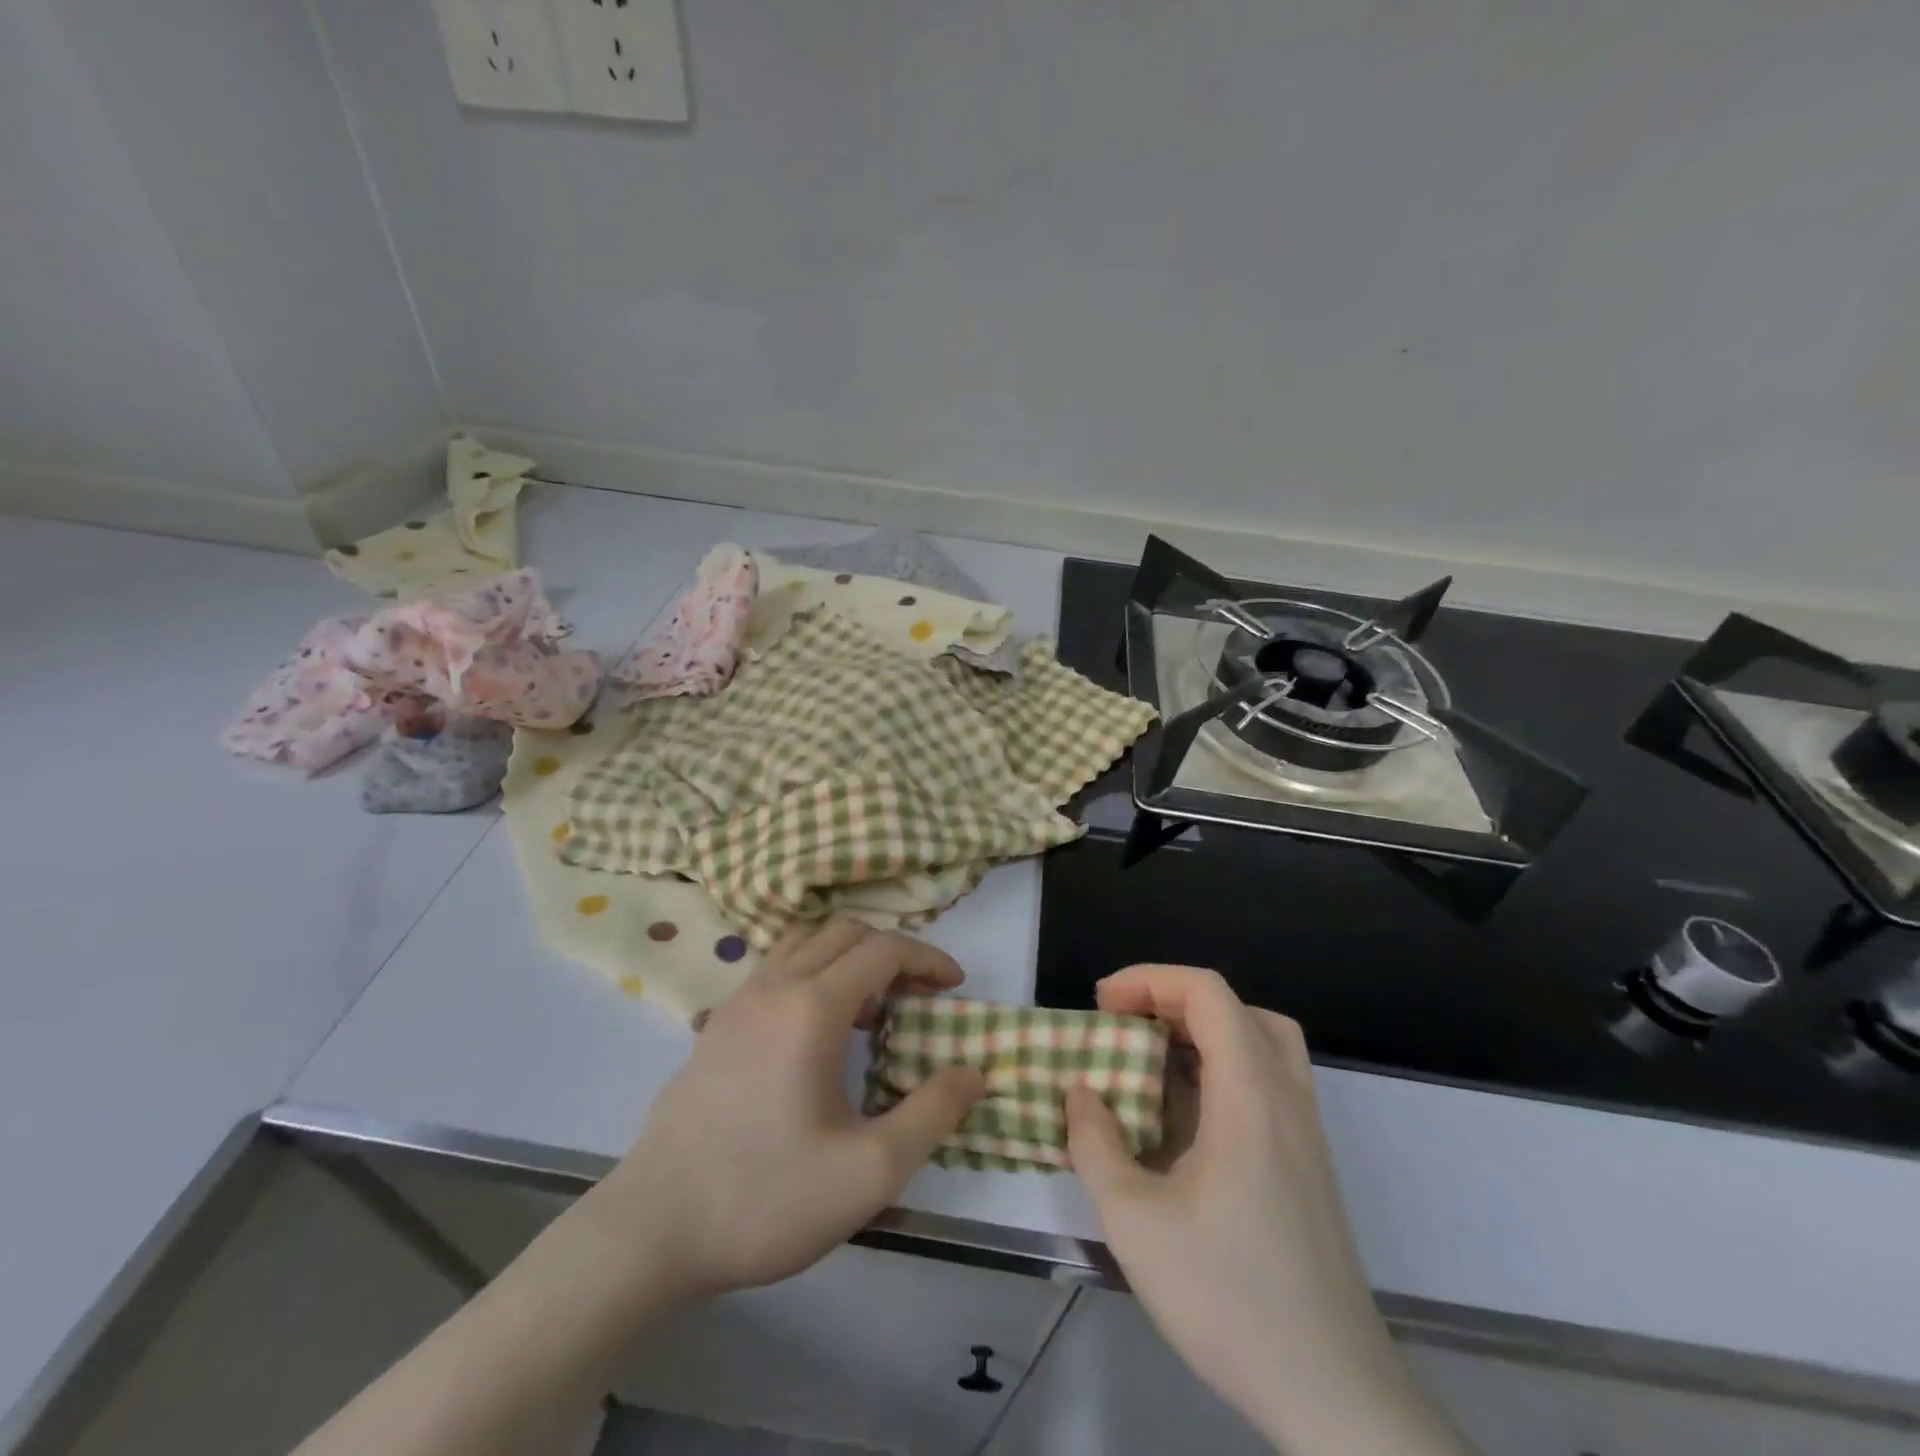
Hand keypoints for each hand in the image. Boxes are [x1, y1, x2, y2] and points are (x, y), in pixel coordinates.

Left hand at [598, 922, 986, 1301]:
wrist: (651, 1231)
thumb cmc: (766, 1198)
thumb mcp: (869, 1172)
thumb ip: (931, 1115)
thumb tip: (973, 1073)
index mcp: (813, 1007)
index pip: (884, 949)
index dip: (928, 958)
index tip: (955, 986)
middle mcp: (775, 986)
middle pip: (846, 933)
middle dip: (893, 952)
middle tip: (920, 994)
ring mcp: (738, 1001)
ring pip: (806, 943)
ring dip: (849, 957)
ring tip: (872, 1008)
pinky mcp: (716, 1024)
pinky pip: (777, 968)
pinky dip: (814, 972)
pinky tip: (818, 1031)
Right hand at [1066, 966, 1465, 1454]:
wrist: (1334, 1395)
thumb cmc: (1230, 1299)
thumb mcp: (1136, 1223)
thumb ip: (1096, 1145)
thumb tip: (1081, 1095)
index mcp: (1250, 1095)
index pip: (1207, 993)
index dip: (1150, 980)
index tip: (1103, 1004)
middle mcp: (1286, 1098)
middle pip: (1237, 1008)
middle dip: (1173, 1000)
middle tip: (1126, 1025)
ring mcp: (1304, 1133)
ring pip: (1261, 1043)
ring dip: (1203, 1033)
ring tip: (1152, 1062)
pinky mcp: (1307, 1166)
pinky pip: (1265, 1083)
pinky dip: (1221, 1072)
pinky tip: (1183, 1122)